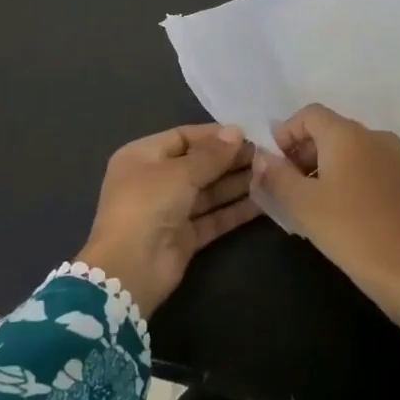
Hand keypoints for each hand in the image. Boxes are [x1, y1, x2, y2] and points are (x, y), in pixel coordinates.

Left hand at [76, 124, 258, 317]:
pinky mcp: (185, 236)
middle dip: (230, 160)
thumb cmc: (148, 204)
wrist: (131, 269)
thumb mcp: (179, 173)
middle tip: (265, 155)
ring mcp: (170, 210)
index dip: (214, 135)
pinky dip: (235, 210)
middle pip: (198, 164)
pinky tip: (263, 202)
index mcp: (142, 156)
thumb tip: (236, 131)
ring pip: (208, 192)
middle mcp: (155, 180)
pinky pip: (213, 217)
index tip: (247, 133)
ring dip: (236, 183)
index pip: (182, 137)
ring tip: (269, 173)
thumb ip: (211, 154)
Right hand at [252, 103, 399, 328]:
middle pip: (329, 129)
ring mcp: (393, 156)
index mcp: (347, 134)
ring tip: (310, 198)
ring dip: (324, 164)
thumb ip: (276, 174)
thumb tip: (261, 157)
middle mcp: (373, 135)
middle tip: (288, 184)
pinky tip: (338, 206)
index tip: (275, 164)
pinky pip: (366, 163)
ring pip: (348, 148)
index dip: (286, 133)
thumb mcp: (301, 203)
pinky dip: (347, 174)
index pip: (309, 114)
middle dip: (303, 151)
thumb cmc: (347, 229)